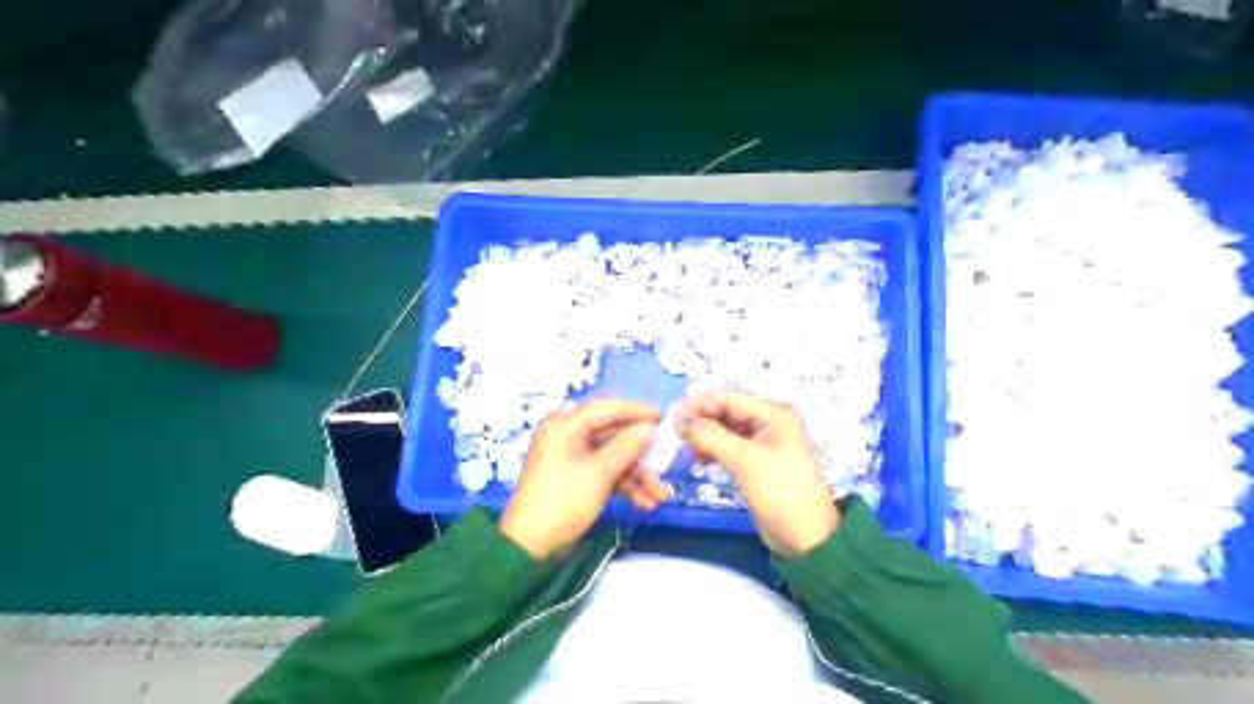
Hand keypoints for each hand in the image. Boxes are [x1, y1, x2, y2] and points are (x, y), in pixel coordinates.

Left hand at [499, 401, 659, 561]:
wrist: (531, 546)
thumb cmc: (563, 501)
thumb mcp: (599, 473)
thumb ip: (627, 446)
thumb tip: (650, 427)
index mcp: (565, 425)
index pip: (607, 409)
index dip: (637, 412)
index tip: (665, 418)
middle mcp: (568, 435)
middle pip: (614, 435)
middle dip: (641, 455)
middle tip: (667, 463)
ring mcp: (573, 457)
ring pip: (614, 457)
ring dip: (637, 476)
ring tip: (659, 496)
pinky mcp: (578, 477)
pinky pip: (606, 473)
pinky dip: (625, 486)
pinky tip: (645, 503)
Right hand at [681, 390, 835, 556]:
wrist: (805, 538)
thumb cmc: (778, 491)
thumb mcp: (743, 459)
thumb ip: (710, 435)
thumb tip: (680, 419)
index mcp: (774, 414)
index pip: (730, 397)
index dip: (700, 403)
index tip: (671, 415)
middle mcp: (770, 422)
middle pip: (728, 411)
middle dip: (701, 419)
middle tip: (673, 431)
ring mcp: (765, 442)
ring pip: (727, 429)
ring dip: (705, 434)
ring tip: (683, 445)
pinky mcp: (758, 462)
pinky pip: (731, 446)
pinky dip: (714, 449)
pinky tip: (699, 457)